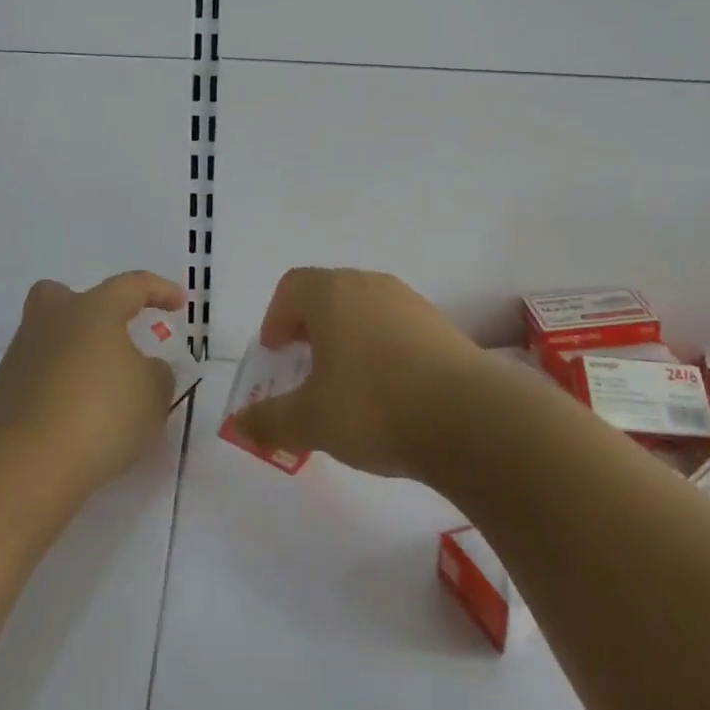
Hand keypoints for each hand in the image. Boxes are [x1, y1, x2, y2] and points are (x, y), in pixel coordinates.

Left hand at [0, 271, 185, 493]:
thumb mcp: (153, 395)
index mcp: (94, 309)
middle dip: (86, 309)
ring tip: (100, 390)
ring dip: (72, 354)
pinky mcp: (3, 394)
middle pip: (62, 296)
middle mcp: (53, 321)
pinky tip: (77, 417)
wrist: (26, 464)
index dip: (159, 290)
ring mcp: (22, 356)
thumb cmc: (101, 414)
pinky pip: (37, 377)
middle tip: (110, 334)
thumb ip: (157, 375)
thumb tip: (144, 369)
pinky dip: (57, 388)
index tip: (179, 303)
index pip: (132, 285)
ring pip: (47, 338)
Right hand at [231, 268, 484, 477]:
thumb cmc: (374, 407)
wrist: (470, 417)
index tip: (275, 353)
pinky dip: (379, 348)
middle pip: (327, 294)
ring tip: (346, 383)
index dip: (275, 317)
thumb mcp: (311, 421)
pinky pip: (395, 327)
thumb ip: (269, 420)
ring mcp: (409, 302)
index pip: (291, 287)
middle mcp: (369, 285)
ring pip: (363, 309)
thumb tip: (239, 424)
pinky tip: (388, 391)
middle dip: (309, 328)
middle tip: (304, 367)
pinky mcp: (440, 325)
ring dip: (346, 338)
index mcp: (331, 294)